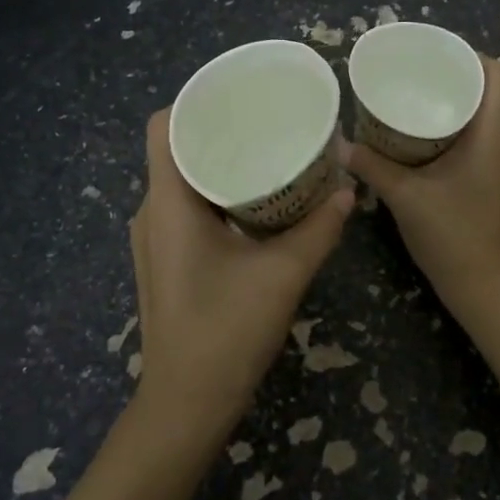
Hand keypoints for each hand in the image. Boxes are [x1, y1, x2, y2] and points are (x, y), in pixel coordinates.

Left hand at [128, 110, 353, 430]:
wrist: (187, 404)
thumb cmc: (227, 332)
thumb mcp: (283, 274)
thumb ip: (319, 228)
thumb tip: (348, 189)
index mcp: (168, 203)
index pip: (163, 127)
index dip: (194, 101)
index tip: (238, 95)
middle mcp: (152, 213)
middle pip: (175, 149)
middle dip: (218, 129)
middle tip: (267, 119)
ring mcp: (155, 239)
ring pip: (182, 180)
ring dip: (219, 163)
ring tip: (267, 151)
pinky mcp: (166, 260)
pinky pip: (186, 207)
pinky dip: (217, 193)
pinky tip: (255, 201)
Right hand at [343, 54, 499, 312]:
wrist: (484, 290)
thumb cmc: (451, 236)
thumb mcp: (405, 197)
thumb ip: (372, 167)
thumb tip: (339, 144)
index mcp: (490, 136)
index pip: (496, 74)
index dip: (469, 55)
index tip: (434, 54)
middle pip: (486, 94)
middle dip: (451, 81)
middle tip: (412, 77)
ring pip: (481, 121)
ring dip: (451, 109)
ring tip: (412, 105)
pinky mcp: (494, 185)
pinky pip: (477, 144)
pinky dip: (453, 134)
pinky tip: (421, 145)